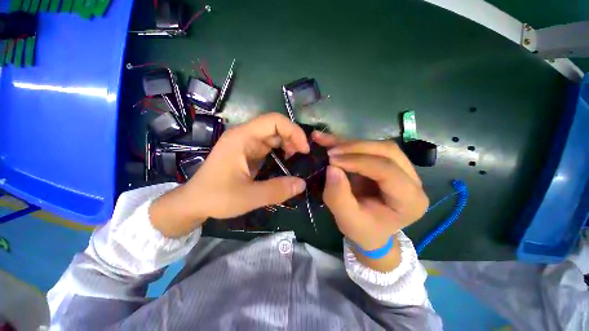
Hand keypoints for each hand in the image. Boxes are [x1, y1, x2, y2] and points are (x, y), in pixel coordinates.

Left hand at [150, 113, 309, 236]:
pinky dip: (281, 152)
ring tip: (296, 159)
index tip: (304, 149)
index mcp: (242, 138)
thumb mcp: (249, 197)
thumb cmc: (216, 197)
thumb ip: (277, 190)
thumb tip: (302, 184)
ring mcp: (245, 144)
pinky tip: (286, 162)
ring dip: (288, 145)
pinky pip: (268, 146)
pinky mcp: (247, 153)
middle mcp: (244, 136)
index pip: (274, 121)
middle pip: (275, 127)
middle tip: (303, 156)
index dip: (293, 131)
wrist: (193, 202)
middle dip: (293, 138)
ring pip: (273, 136)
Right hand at [313, 132, 428, 268]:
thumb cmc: (363, 230)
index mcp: (410, 200)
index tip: (332, 161)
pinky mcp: (388, 163)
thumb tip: (331, 168)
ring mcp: (403, 169)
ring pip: (379, 145)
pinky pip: (370, 147)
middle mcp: (412, 180)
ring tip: (328, 143)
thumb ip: (339, 197)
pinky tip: (331, 140)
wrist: (371, 231)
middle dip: (355, 148)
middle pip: (387, 151)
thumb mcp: (347, 220)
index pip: (388, 171)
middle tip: (330, 152)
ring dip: (351, 143)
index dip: (358, 162)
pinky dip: (349, 143)